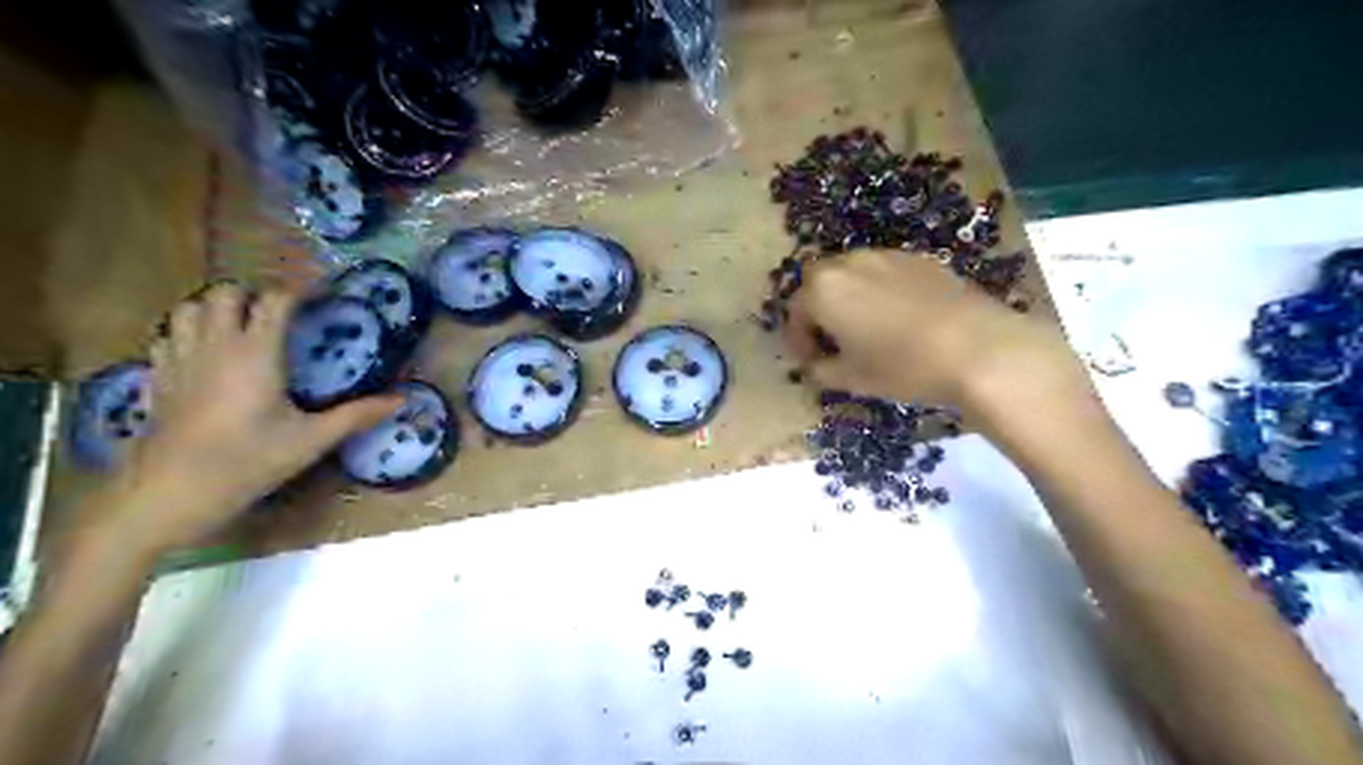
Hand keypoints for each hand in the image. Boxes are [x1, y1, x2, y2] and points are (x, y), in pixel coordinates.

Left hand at [99, 279, 399, 550]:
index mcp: (255, 354)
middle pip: (226, 293)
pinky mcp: (157, 378)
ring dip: (217, 307)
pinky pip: (167, 335)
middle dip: (253, 293)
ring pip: (190, 307)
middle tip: (281, 311)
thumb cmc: (247, 463)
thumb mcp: (311, 441)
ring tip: (242, 324)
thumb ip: (357, 415)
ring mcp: (179, 359)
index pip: (275, 300)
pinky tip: (205, 350)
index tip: (322, 293)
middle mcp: (215, 346)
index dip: (300, 290)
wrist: (168, 494)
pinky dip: (188, 330)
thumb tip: (402, 400)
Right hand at [782, 255, 1082, 427]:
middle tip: (832, 342)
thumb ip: (820, 370)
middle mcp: (848, 262)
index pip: (795, 312)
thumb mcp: (851, 379)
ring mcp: (887, 256)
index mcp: (822, 290)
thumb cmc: (901, 367)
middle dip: (819, 311)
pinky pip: (885, 273)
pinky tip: (899, 319)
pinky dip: (880, 292)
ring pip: (853, 274)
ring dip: (849, 298)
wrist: (977, 349)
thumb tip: (814, 365)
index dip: (798, 340)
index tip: (809, 362)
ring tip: (866, 329)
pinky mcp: (920, 259)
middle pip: (820, 284)